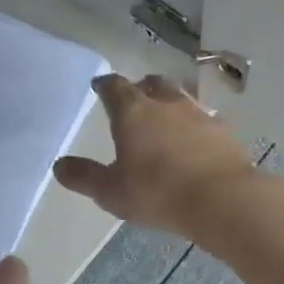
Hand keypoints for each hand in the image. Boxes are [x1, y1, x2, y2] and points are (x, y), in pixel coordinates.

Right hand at [52, 73, 261, 240]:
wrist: (223, 199)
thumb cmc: (158, 192)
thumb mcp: (112, 191)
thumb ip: (84, 176)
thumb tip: (59, 165)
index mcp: (133, 112)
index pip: (115, 87)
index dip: (105, 85)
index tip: (100, 86)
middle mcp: (166, 104)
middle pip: (152, 84)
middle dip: (142, 87)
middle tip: (135, 96)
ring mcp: (199, 114)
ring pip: (181, 97)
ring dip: (170, 103)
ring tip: (166, 116)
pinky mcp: (224, 131)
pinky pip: (205, 119)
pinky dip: (195, 124)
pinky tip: (195, 140)